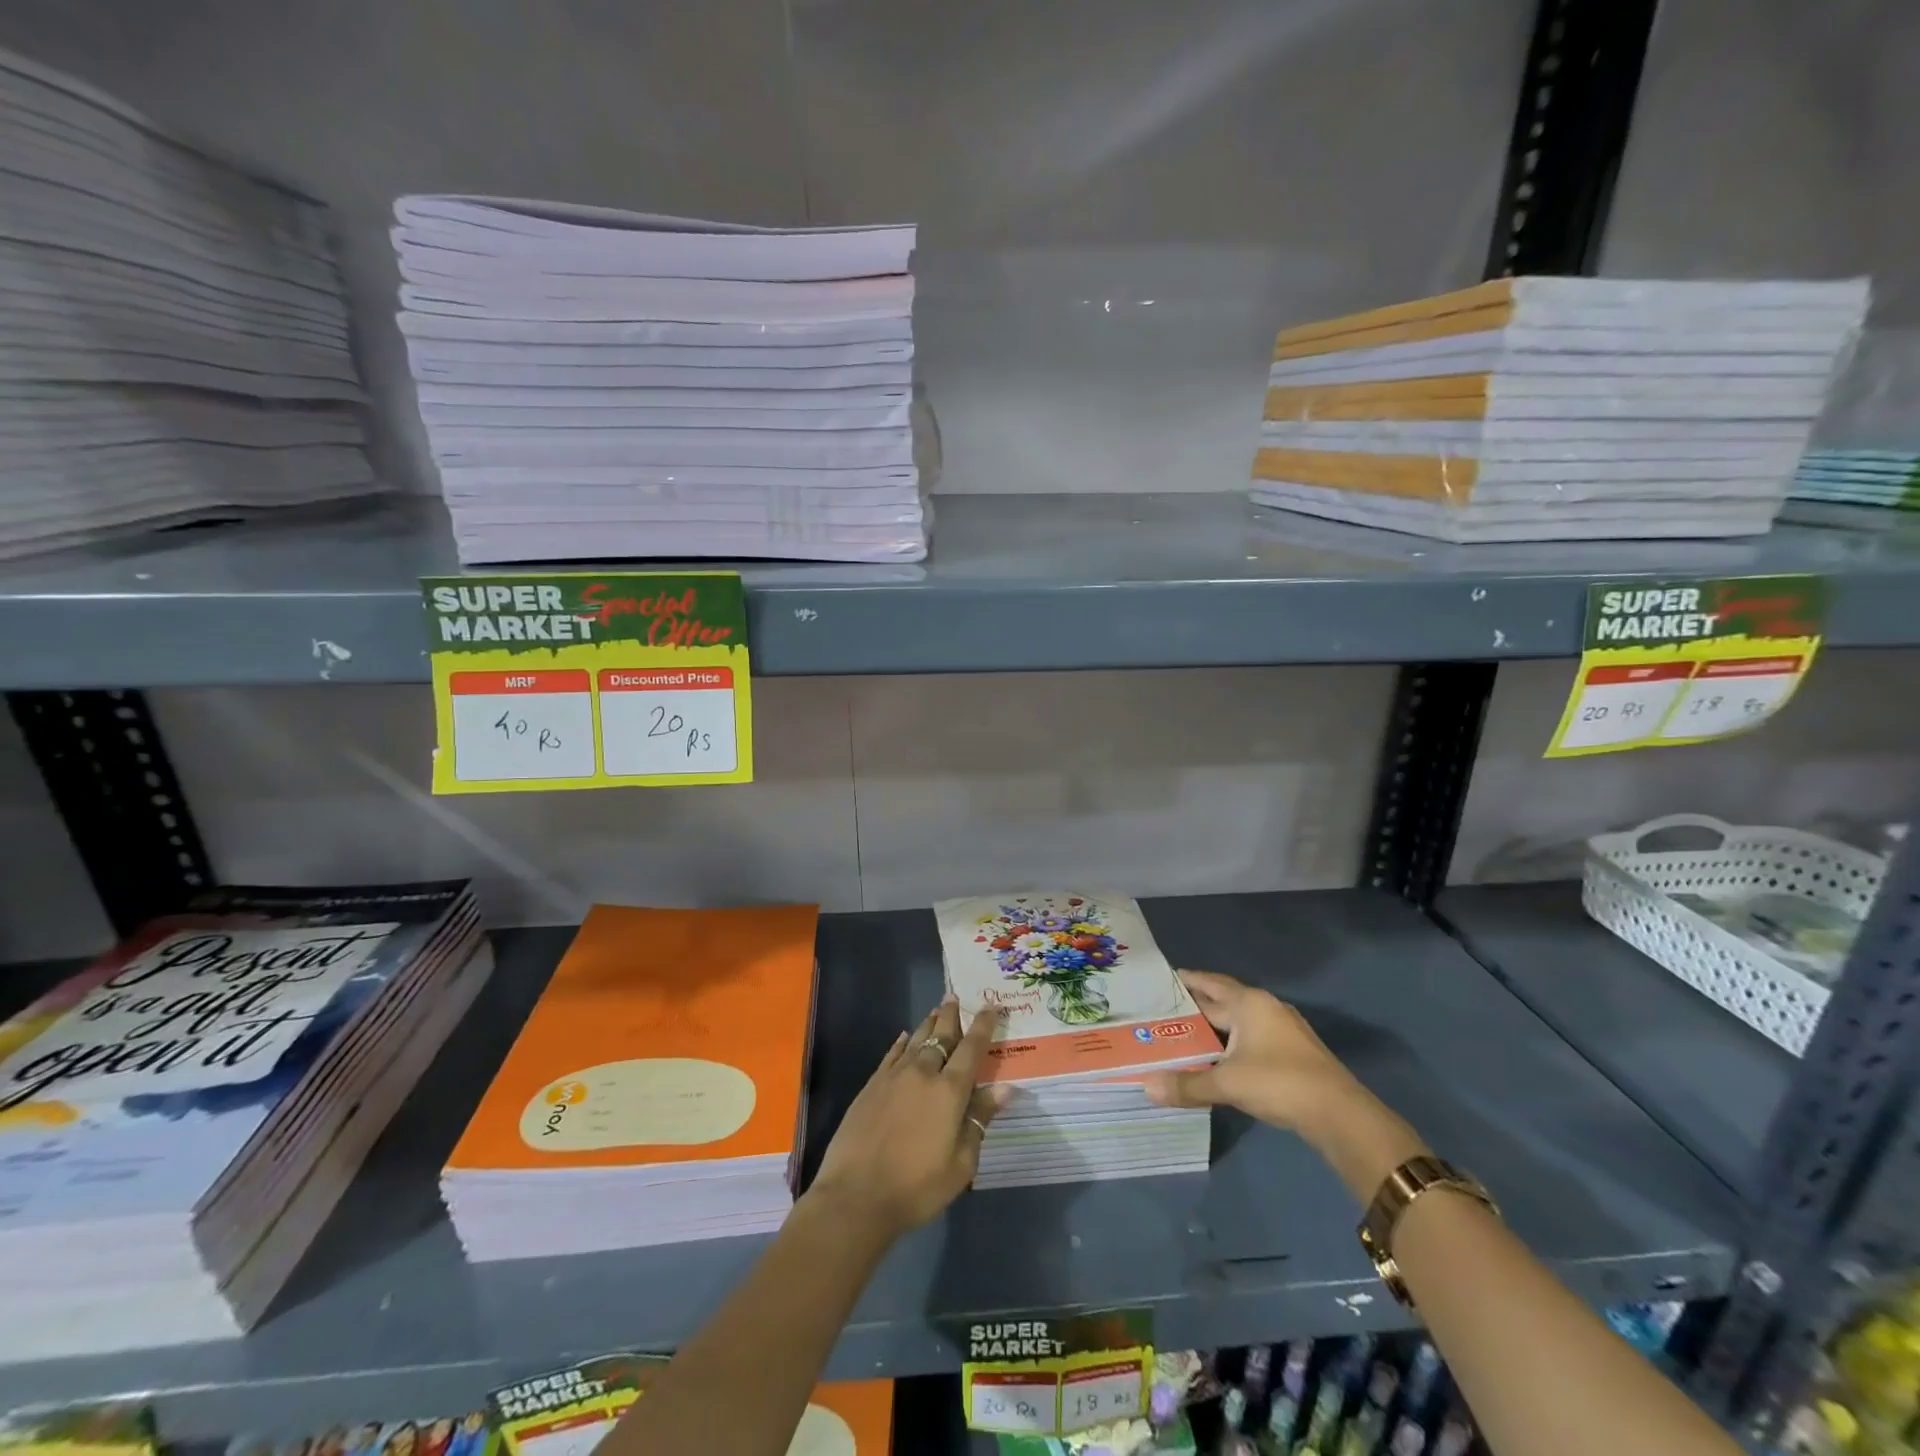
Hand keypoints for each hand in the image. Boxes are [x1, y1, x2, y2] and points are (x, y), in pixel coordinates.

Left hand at [807, 997, 1007, 1242]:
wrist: (857, 1196)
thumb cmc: (917, 1187)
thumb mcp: (961, 1163)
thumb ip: (980, 1120)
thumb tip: (1005, 1088)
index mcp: (950, 1091)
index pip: (972, 1049)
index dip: (984, 1025)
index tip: (991, 1006)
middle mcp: (923, 1073)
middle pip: (941, 1036)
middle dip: (951, 1015)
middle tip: (955, 995)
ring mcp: (894, 1077)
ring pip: (916, 1040)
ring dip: (928, 1024)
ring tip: (936, 1010)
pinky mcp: (871, 1086)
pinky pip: (891, 1054)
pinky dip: (902, 1043)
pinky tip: (905, 1037)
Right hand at [1142, 970, 1426, 1199]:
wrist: (1340, 1114)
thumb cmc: (1279, 1082)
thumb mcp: (1227, 1083)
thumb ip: (1187, 1084)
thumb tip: (1146, 1087)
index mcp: (1249, 1003)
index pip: (1209, 983)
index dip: (1186, 980)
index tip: (1161, 979)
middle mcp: (1266, 1008)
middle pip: (1223, 1001)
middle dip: (1195, 1005)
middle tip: (1162, 1009)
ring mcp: (1282, 1030)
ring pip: (1238, 1022)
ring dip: (1214, 1026)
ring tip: (1183, 1034)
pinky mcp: (1292, 1054)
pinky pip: (1250, 1039)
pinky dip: (1230, 1043)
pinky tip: (1217, 1058)